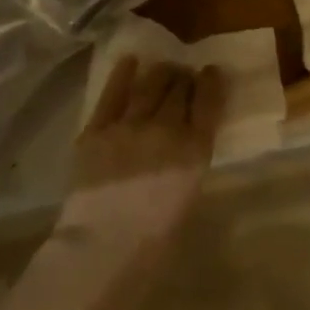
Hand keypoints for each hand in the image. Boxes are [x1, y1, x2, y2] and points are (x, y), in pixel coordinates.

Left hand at [52, 57, 227, 279]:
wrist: (103, 247)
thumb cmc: (153, 239)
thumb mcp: (187, 195)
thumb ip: (187, 163)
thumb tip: (182, 144)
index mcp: (195, 151)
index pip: (209, 103)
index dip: (212, 83)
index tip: (211, 72)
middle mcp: (166, 129)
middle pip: (178, 90)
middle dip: (184, 78)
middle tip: (183, 73)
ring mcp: (129, 125)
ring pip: (149, 86)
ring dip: (159, 73)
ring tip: (162, 68)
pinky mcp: (97, 128)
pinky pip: (113, 94)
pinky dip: (123, 74)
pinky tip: (130, 61)